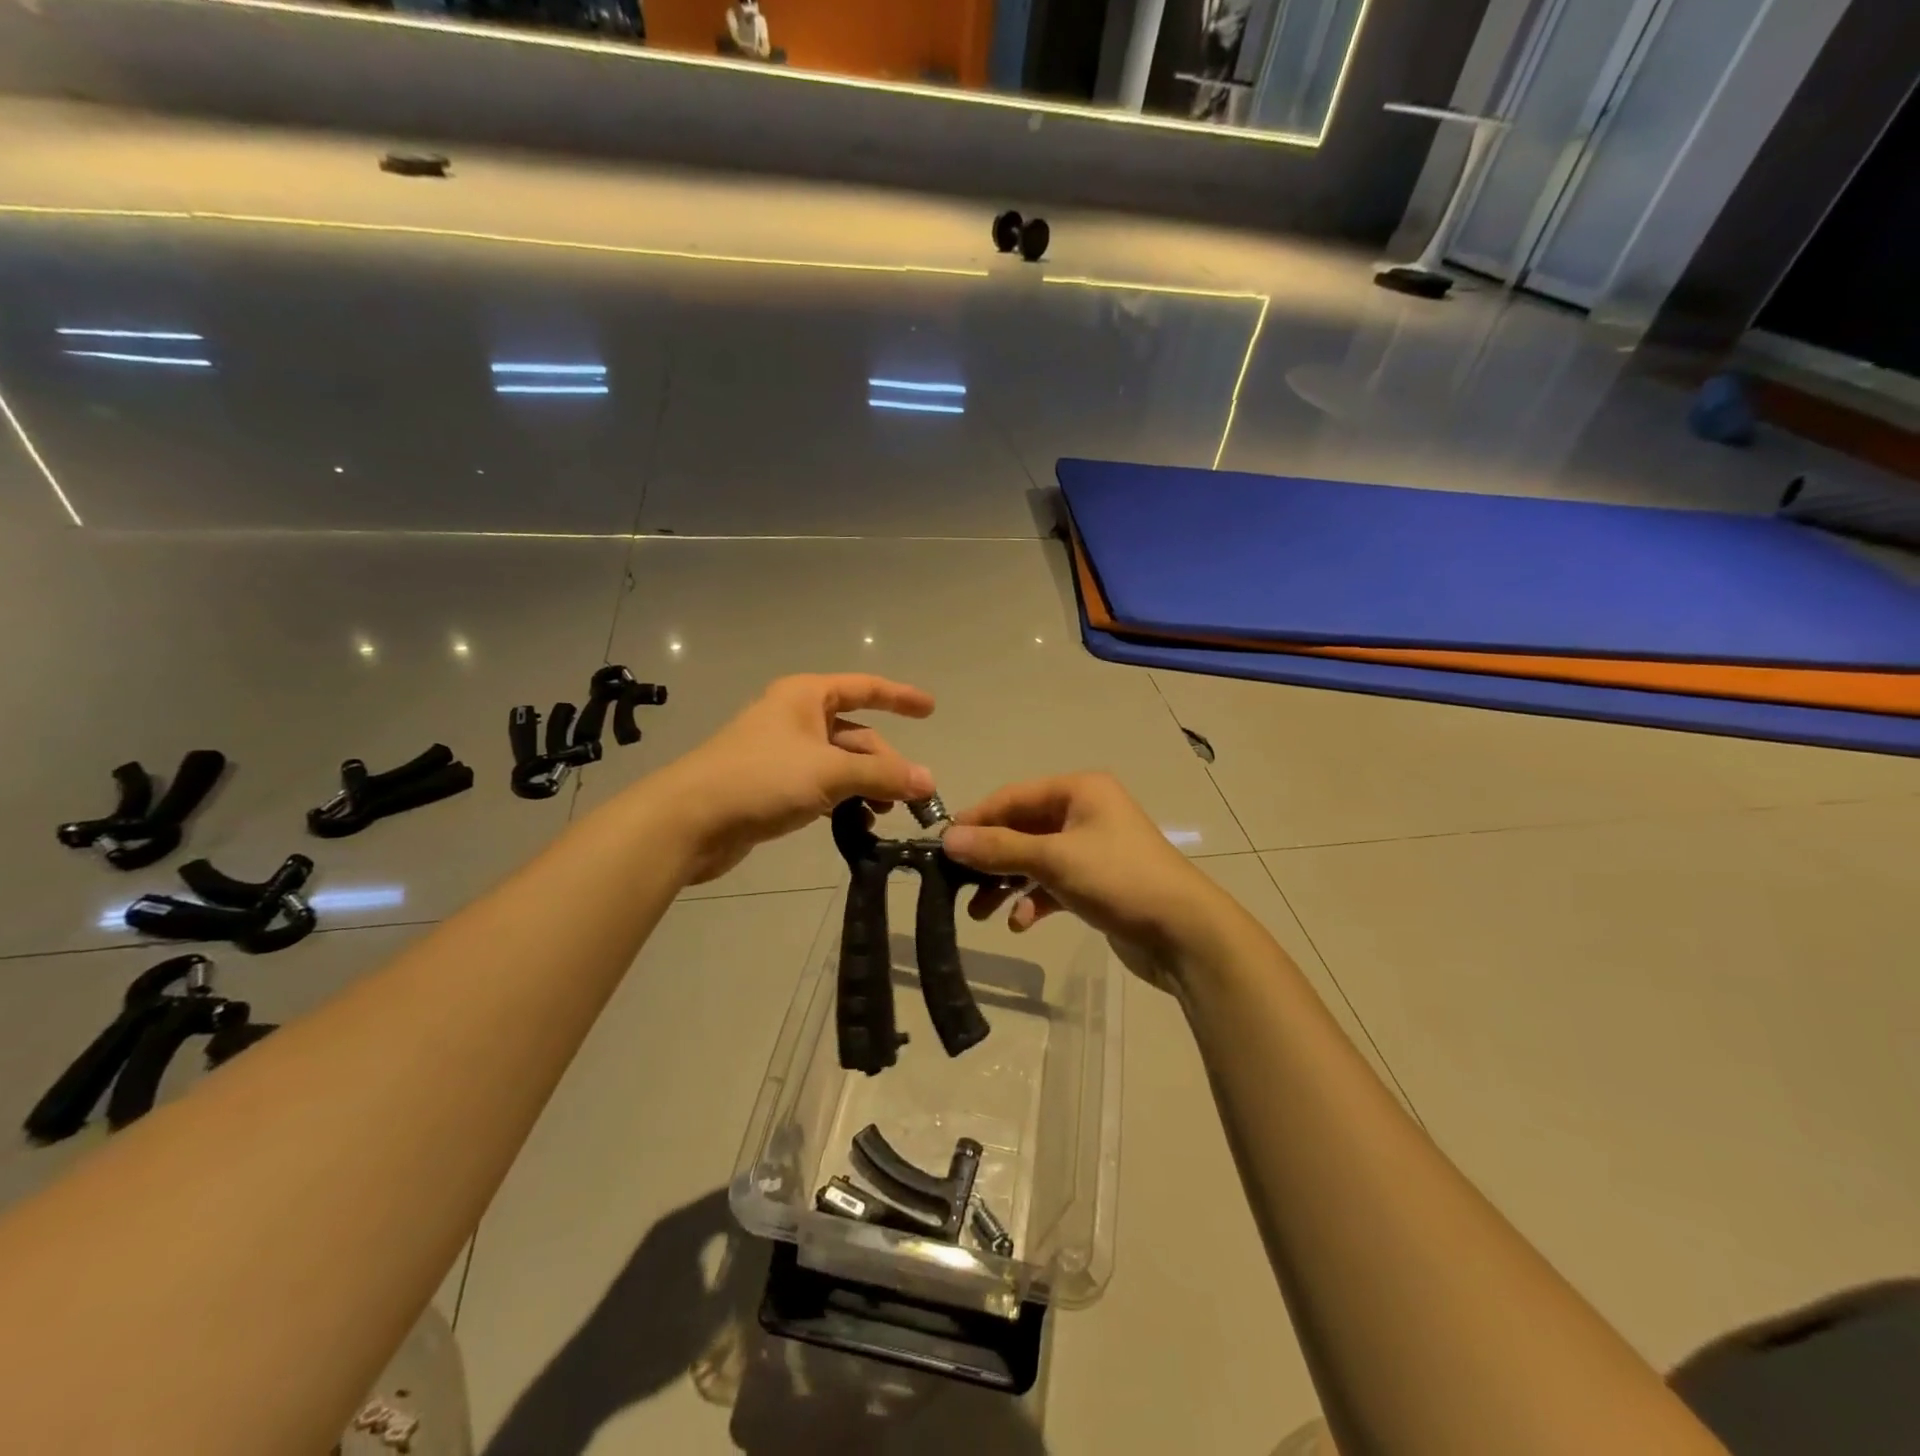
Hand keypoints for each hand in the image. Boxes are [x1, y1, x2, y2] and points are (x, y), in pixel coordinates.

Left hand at [659, 674, 935, 882]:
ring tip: (884, 814)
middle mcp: (796, 718)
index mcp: (806, 697)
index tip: (931, 710)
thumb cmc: (761, 779)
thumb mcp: (829, 772)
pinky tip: (857, 825)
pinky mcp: (774, 786)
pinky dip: (843, 801)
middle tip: (911, 797)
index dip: (900, 697)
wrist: (689, 821)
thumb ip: (882, 774)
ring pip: (841, 764)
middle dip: (886, 763)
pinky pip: (822, 787)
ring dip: (867, 786)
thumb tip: (928, 782)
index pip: (865, 688)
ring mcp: (784, 754)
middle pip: (857, 734)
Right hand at [941, 773, 1236, 989]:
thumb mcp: (1054, 859)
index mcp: (1079, 791)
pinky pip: (1053, 884)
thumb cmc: (1118, 880)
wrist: (1184, 933)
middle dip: (991, 858)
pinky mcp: (1097, 883)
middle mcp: (1085, 812)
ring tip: (981, 914)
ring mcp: (1093, 849)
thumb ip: (999, 848)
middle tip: (956, 884)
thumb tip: (947, 838)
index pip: (1014, 796)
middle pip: (1022, 829)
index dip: (977, 819)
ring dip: (1007, 884)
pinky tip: (1021, 924)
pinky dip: (1034, 901)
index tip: (942, 845)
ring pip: (1035, 859)